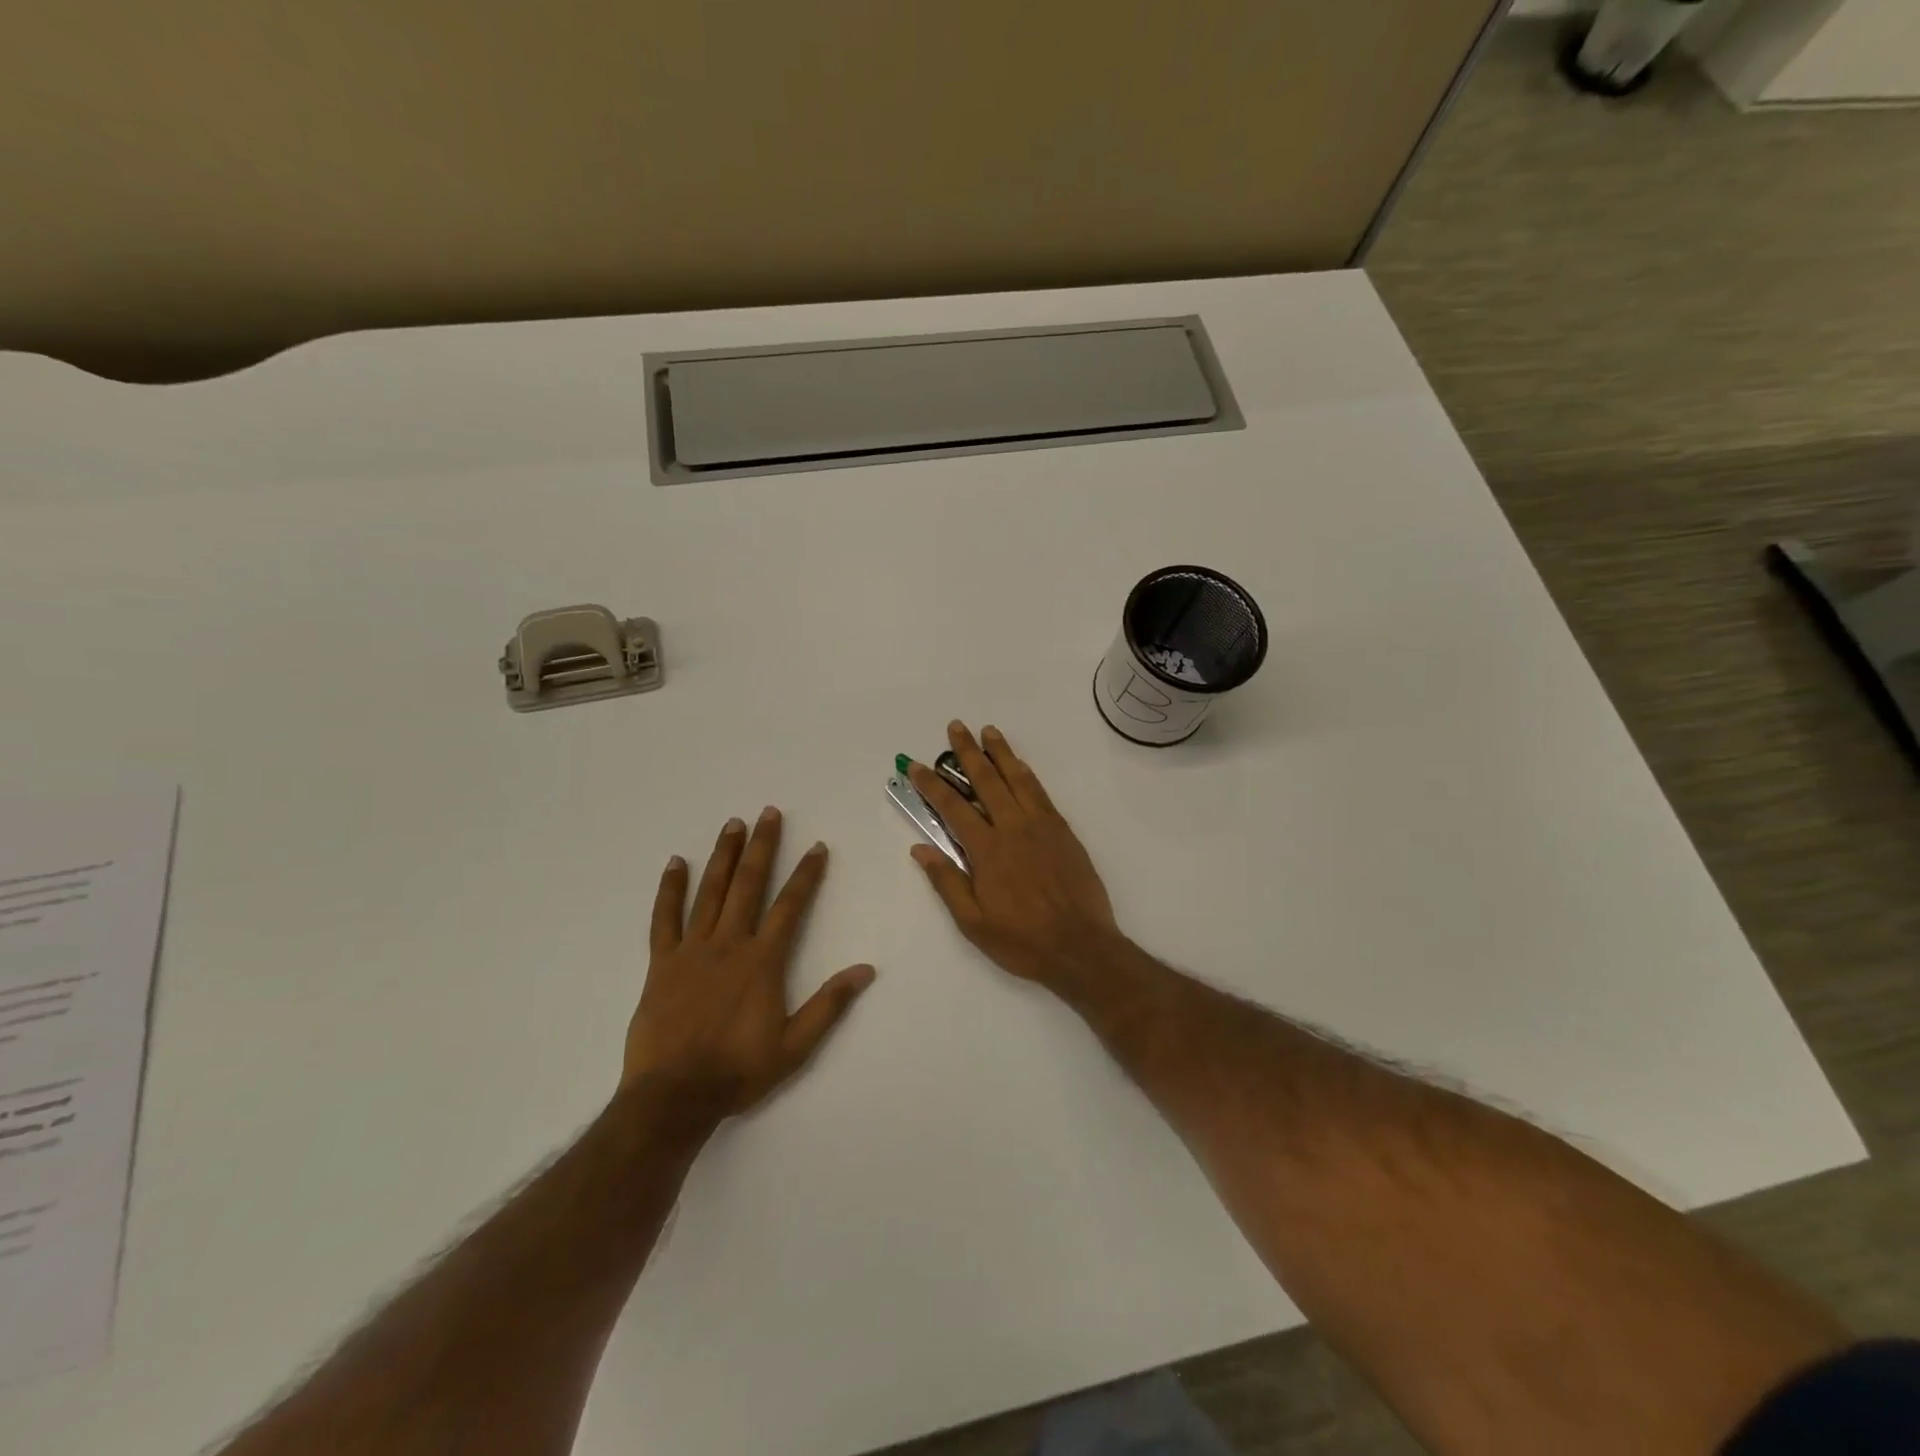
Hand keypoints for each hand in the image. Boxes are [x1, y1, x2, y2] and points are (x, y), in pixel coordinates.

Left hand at [625, 807, 875, 1122]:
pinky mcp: (661, 962)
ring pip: (710, 891)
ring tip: (733, 824)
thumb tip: (866, 970)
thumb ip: (829, 1004)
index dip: (807, 874)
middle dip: (762, 846)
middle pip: (749, 884)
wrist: (673, 1096)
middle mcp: (729, 944)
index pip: (790, 905)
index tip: (817, 847)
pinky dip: (670, 889)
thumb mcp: (795, 1046)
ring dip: (724, 855)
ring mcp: (692, 950)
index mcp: (762, 961)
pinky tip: (676, 862)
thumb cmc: (738, 1070)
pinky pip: (664, 918)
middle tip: (769, 813)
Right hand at [908, 722, 1123, 986]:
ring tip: (988, 731)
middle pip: (986, 780)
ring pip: (1017, 778)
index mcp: (987, 851)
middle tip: (956, 727)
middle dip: (968, 752)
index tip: (917, 766)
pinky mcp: (1062, 830)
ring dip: (1000, 753)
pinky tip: (1019, 765)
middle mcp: (1013, 828)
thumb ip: (947, 882)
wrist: (1080, 947)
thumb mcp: (973, 922)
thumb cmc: (1022, 940)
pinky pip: (1041, 792)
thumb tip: (920, 848)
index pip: (953, 808)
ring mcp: (1041, 825)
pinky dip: (1026, 773)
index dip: (932, 784)